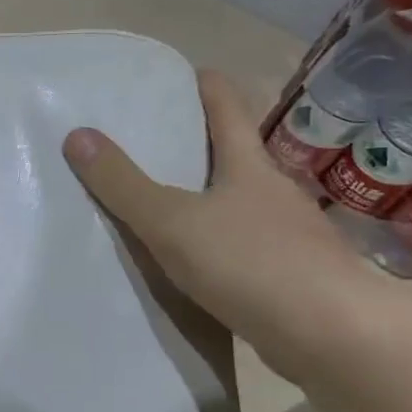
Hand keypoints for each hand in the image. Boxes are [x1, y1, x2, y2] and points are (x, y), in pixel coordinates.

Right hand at [63, 69, 391, 377]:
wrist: (334, 337)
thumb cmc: (250, 262)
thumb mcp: (171, 221)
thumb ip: (123, 183)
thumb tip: (77, 135)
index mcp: (249, 166)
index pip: (227, 108)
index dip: (205, 85)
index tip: (180, 74)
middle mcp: (274, 192)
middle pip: (235, 154)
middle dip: (198, 143)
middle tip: (151, 140)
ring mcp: (290, 234)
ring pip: (240, 202)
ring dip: (208, 197)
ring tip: (164, 202)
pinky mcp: (292, 275)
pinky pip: (244, 245)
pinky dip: (219, 242)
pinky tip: (196, 260)